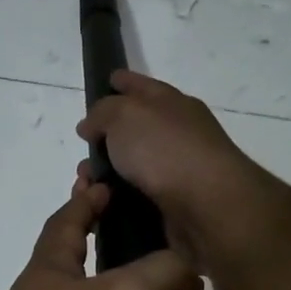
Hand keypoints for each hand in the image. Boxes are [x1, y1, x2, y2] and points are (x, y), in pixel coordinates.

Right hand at [76, 71, 275, 273]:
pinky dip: (116, 201)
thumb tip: (91, 125)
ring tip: (85, 187)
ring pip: (131, 169)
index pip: (142, 86)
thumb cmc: (166, 150)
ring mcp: (178, 171)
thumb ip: (102, 113)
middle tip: (82, 153)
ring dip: (106, 176)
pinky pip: (135, 198)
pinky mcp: (174, 206)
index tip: (106, 82)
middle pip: (135, 130)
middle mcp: (178, 134)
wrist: (208, 207)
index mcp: (172, 104)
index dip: (122, 82)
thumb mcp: (125, 115)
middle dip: (104, 140)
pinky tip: (101, 206)